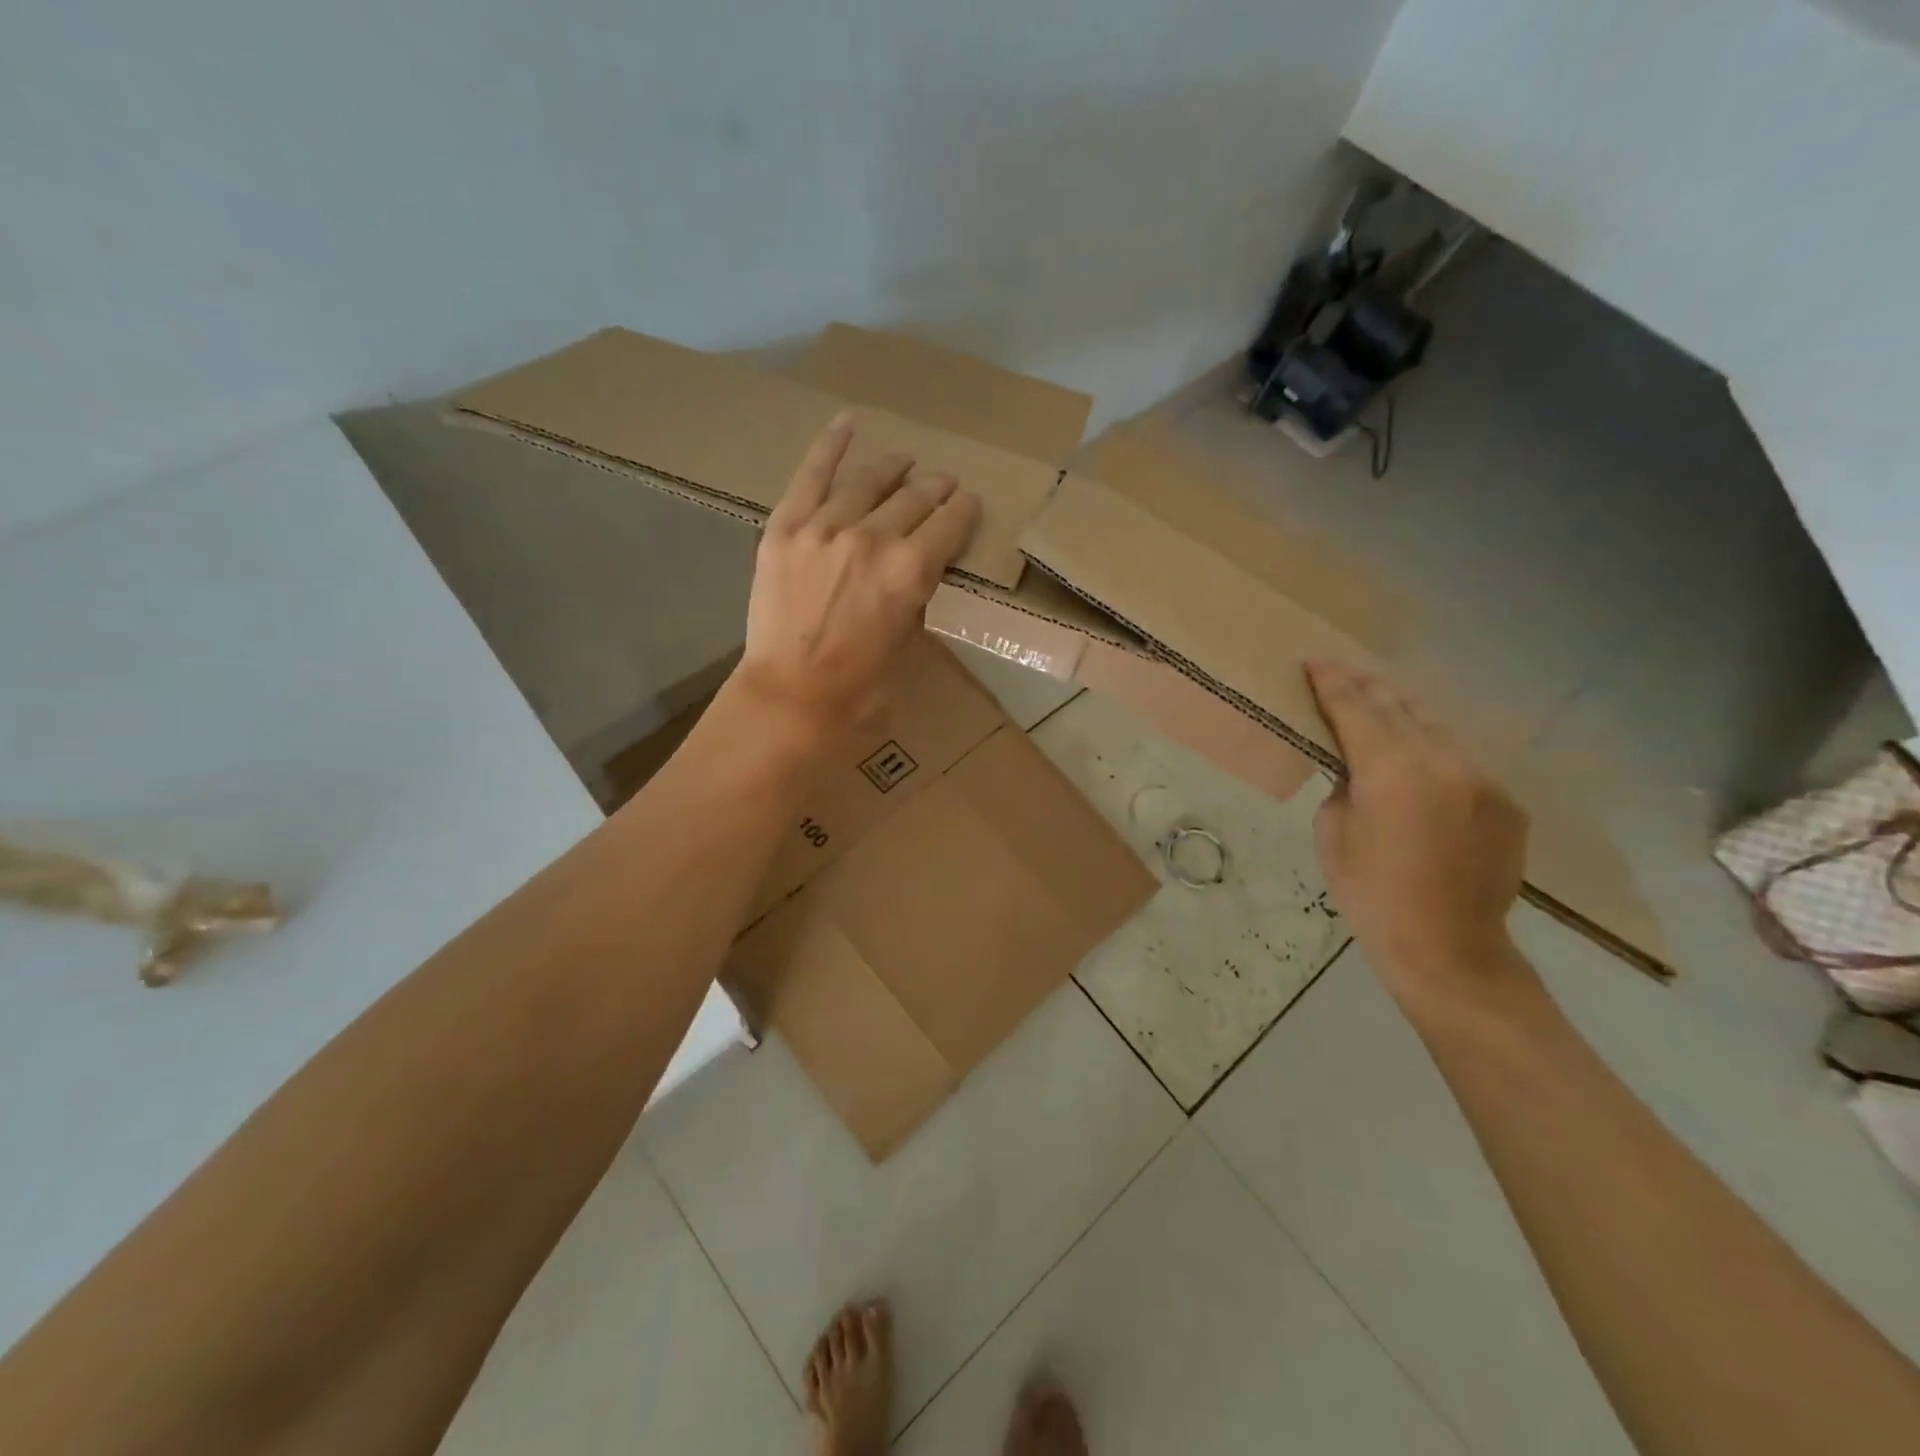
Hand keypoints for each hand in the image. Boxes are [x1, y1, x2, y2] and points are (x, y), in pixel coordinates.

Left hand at [733, 414, 980, 745]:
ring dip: (894, 467)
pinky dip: (830, 446)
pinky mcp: (786, 527)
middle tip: (942, 485)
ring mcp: (825, 526)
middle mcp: (874, 538)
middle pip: (915, 497)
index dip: (964, 511)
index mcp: (912, 571)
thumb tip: (917, 570)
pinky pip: (811, 475)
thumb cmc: (859, 688)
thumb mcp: (909, 644)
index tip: (968, 505)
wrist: (790, 696)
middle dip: (936, 488)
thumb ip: (917, 596)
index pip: (950, 523)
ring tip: (904, 462)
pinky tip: (847, 424)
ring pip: (869, 481)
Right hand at [1306, 659, 1532, 1010]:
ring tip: (1382, 708)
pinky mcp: (1506, 801)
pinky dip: (1436, 755)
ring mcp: (1483, 779)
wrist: (1448, 947)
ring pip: (1437, 730)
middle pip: (1400, 708)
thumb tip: (1358, 769)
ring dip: (1405, 717)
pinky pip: (1463, 763)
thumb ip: (1343, 786)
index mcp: (1390, 770)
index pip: (1355, 709)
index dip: (1332, 683)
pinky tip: (1421, 766)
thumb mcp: (1332, 833)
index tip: (1316, 662)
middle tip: (1346, 675)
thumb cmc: (1371, 893)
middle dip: (1369, 689)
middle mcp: (1442, 761)